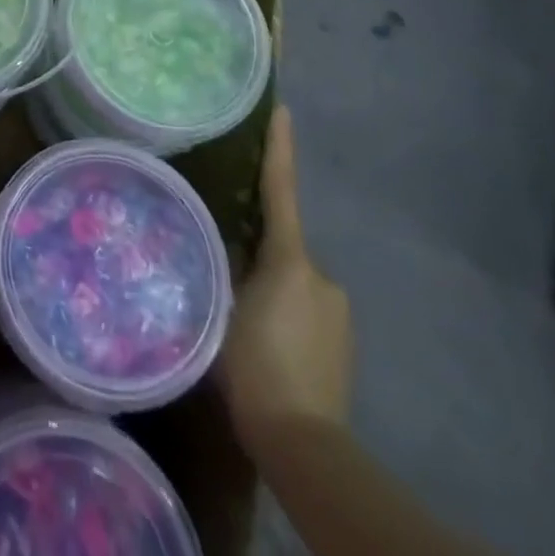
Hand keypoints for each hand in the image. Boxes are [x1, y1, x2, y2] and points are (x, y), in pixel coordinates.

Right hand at [219, 106, 352, 459]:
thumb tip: (212, 240)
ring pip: (291, 279)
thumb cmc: (254, 367)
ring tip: (238, 316)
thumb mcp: (220, 307)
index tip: (282, 111)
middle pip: (281, 244)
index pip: (280, 192)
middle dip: (255, 251)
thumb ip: (219, 266)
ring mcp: (337, 310)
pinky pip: (304, 307)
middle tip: (223, 268)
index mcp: (291, 261)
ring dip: (268, 286)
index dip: (279, 150)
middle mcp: (322, 276)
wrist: (304, 444)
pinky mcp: (342, 341)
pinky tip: (263, 342)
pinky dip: (283, 312)